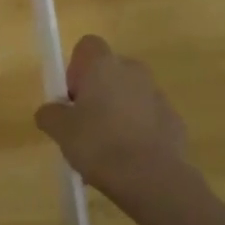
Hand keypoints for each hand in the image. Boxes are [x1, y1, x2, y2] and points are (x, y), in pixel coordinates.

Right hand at [35, 36, 189, 200]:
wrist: (151, 178)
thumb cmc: (98, 144)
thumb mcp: (60, 130)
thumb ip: (50, 114)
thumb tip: (51, 111)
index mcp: (103, 65)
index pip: (87, 46)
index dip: (75, 68)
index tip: (71, 97)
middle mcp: (133, 71)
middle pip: (109, 72)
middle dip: (96, 93)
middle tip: (83, 125)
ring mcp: (157, 95)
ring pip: (129, 95)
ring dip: (117, 112)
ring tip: (106, 149)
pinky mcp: (174, 120)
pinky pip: (148, 118)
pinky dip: (137, 131)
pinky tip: (128, 159)